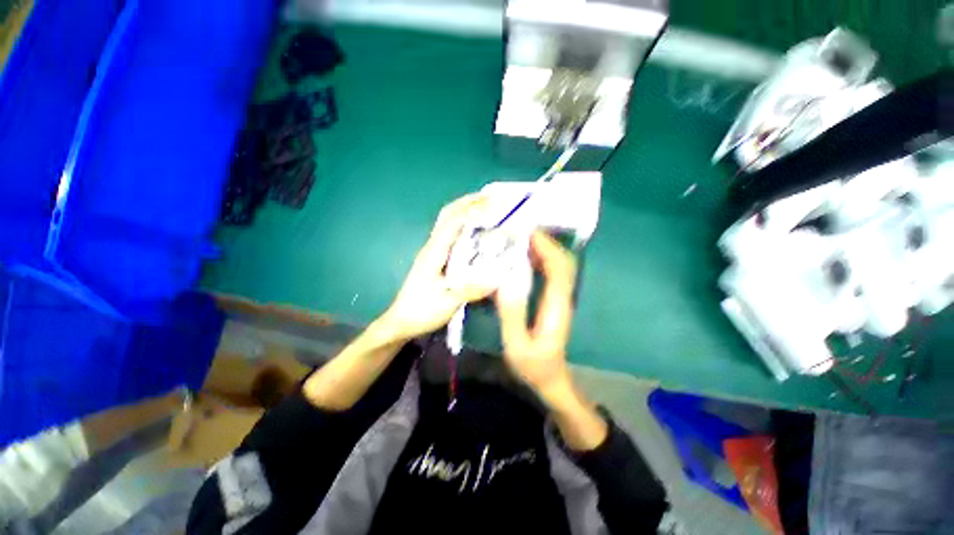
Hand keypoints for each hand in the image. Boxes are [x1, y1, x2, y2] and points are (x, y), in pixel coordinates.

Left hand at [379, 195, 494, 340]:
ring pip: (448, 223)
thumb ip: (471, 289)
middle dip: (468, 202)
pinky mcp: (435, 259)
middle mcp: (432, 246)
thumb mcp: (447, 302)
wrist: (401, 322)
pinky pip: (451, 235)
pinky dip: (464, 225)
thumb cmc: (421, 311)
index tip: (493, 203)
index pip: (453, 222)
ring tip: (486, 206)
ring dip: (465, 210)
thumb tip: (498, 278)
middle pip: (448, 215)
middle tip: (490, 196)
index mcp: (434, 252)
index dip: (472, 210)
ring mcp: (433, 251)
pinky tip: (475, 230)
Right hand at [495, 231, 577, 397]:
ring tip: (519, 239)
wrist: (551, 379)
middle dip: (545, 243)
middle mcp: (562, 297)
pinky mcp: (553, 299)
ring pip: (559, 264)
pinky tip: (522, 257)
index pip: (559, 268)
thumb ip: (511, 315)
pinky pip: (551, 272)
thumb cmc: (533, 366)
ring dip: (543, 249)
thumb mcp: (516, 346)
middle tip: (520, 232)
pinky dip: (540, 259)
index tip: (527, 234)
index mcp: (556, 306)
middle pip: (563, 261)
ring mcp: (560, 297)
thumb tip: (504, 282)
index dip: (546, 248)